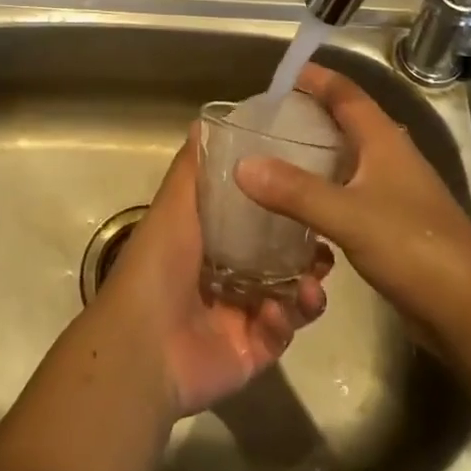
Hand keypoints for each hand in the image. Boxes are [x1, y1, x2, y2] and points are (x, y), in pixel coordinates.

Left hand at [90, 133, 329, 419]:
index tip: (310, 186)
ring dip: (306, 285)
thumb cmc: (159, 264)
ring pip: (289, 294)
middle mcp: (227, 274)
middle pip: (278, 256)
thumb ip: (193, 167)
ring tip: (317, 278)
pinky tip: (281, 311)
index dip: (281, 203)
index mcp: (208, 239)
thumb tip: (203, 120)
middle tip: (326, 240)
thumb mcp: (174, 204)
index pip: (254, 217)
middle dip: (306, 248)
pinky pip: (281, 332)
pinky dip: (287, 320)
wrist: (145, 345)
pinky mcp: (252, 350)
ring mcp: (241, 314)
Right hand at [234, 63, 470, 345]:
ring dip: (316, 154)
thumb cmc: (414, 248)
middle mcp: (390, 158)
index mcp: (384, 140)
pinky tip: (299, 208)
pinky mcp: (394, 225)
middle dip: (310, 113)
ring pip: (348, 159)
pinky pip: (350, 193)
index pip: (346, 93)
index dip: (316, 78)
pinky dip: (324, 191)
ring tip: (274, 158)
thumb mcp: (348, 216)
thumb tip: (242, 165)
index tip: (280, 73)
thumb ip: (295, 191)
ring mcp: (395, 192)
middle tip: (267, 118)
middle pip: (347, 122)